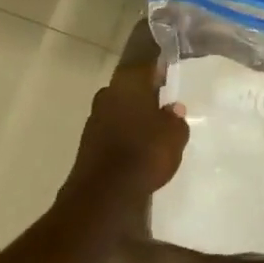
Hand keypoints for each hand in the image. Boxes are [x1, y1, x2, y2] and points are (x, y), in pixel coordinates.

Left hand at [64, 62, 188, 207]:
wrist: (104, 193)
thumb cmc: (145, 152)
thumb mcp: (175, 135)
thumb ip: (176, 119)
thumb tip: (173, 109)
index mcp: (129, 83)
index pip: (146, 68)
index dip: (159, 72)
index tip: (169, 78)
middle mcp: (108, 94)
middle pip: (129, 88)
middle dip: (144, 95)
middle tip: (162, 104)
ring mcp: (94, 119)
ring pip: (118, 109)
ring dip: (132, 116)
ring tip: (152, 129)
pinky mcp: (87, 143)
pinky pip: (111, 131)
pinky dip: (123, 135)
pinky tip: (136, 148)